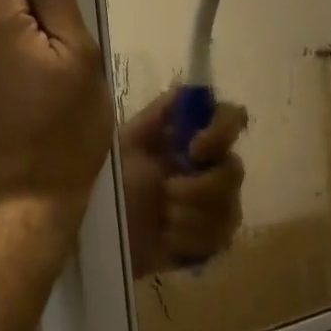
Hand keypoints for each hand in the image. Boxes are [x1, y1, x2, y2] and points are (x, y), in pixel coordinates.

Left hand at [119, 89, 249, 276]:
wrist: (96, 236)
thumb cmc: (110, 185)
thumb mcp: (126, 144)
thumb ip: (157, 116)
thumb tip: (185, 88)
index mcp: (192, 140)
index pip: (232, 118)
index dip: (222, 131)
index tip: (195, 149)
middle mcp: (212, 169)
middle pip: (235, 170)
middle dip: (199, 187)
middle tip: (167, 192)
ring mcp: (217, 207)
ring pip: (229, 208)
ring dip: (189, 215)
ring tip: (162, 218)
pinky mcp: (212, 242)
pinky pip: (219, 239)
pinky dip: (188, 239)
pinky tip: (167, 239)